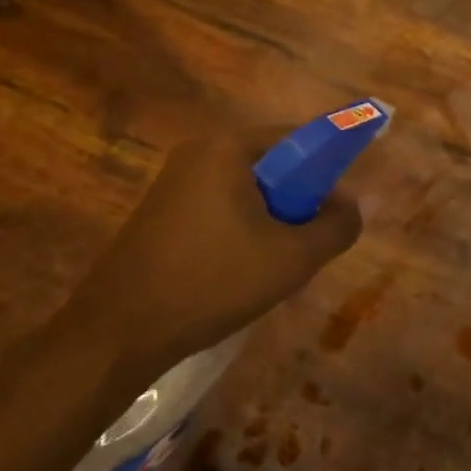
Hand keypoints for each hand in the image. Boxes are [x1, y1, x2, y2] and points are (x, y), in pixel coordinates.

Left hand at [75, 130, 363, 365]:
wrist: (117, 332)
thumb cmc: (212, 282)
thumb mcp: (292, 258)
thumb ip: (337, 226)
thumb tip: (353, 206)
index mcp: (228, 146)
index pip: (299, 138)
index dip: (329, 170)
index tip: (339, 210)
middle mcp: (199, 150)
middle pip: (273, 164)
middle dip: (298, 201)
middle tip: (306, 245)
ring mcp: (175, 179)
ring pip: (248, 189)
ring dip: (271, 219)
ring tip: (273, 264)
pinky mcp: (161, 209)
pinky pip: (220, 205)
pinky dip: (242, 229)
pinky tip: (238, 271)